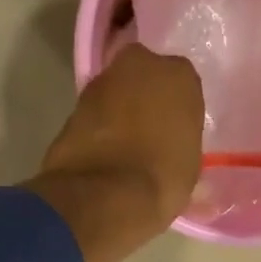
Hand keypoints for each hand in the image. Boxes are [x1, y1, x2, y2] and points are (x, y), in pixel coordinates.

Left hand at [29, 44, 203, 261]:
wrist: (103, 197)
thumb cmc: (161, 181)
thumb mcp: (189, 171)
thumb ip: (184, 150)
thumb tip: (185, 167)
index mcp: (179, 75)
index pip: (183, 87)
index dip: (177, 112)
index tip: (175, 134)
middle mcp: (139, 64)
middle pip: (145, 80)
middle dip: (145, 102)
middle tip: (149, 136)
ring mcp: (101, 82)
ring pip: (116, 95)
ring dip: (118, 114)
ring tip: (122, 151)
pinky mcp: (72, 105)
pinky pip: (94, 116)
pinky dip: (97, 130)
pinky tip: (101, 157)